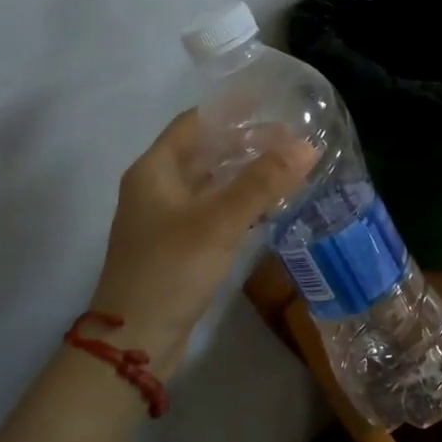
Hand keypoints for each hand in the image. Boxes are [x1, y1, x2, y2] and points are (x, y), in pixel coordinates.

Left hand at [89, 110, 316, 364]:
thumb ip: (262, 183)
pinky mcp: (180, 246)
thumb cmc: (170, 270)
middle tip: (292, 138)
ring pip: (212, 183)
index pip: (195, 123)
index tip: (271, 101)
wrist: (135, 340)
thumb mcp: (219, 222)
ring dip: (246, 173)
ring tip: (289, 166)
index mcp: (154, 170)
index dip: (231, 110)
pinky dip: (241, 202)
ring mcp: (167, 219)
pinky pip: (215, 211)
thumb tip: (307, 146)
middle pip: (205, 152)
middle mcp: (158, 188)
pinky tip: (269, 206)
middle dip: (246, 142)